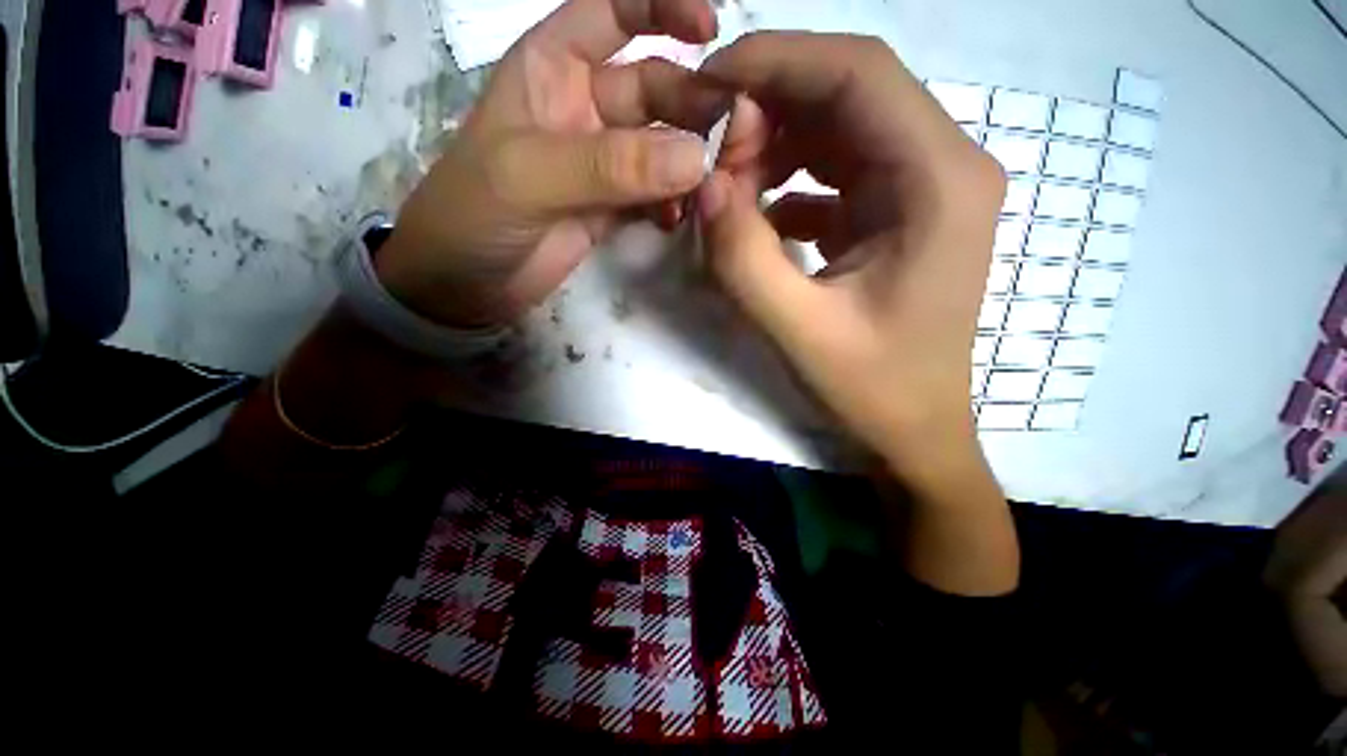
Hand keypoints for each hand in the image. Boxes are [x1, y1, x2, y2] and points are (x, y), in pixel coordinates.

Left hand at [376, 0, 725, 327]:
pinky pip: (656, 195)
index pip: (613, 13)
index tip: (712, 30)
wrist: (465, 285)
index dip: (661, 8)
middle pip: (654, 88)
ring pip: (662, 146)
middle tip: (731, 137)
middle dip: (694, 105)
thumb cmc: (473, 215)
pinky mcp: (612, 209)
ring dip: (691, 161)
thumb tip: (695, 158)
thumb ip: (610, 166)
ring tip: (712, 183)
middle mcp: (584, 108)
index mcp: (552, 69)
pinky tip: (677, 219)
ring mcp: (602, 164)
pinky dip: (673, 203)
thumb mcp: (530, 177)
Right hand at [695, 33, 1006, 482]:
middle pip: (848, 93)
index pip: (859, 71)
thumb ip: (743, 260)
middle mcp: (943, 167)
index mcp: (940, 183)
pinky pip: (835, 173)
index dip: (778, 60)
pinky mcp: (896, 214)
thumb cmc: (872, 389)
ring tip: (731, 195)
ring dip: (776, 149)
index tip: (710, 83)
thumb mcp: (798, 330)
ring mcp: (921, 189)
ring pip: (837, 130)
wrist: (914, 430)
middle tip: (714, 160)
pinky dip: (789, 184)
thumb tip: (705, 186)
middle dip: (770, 111)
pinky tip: (760, 223)